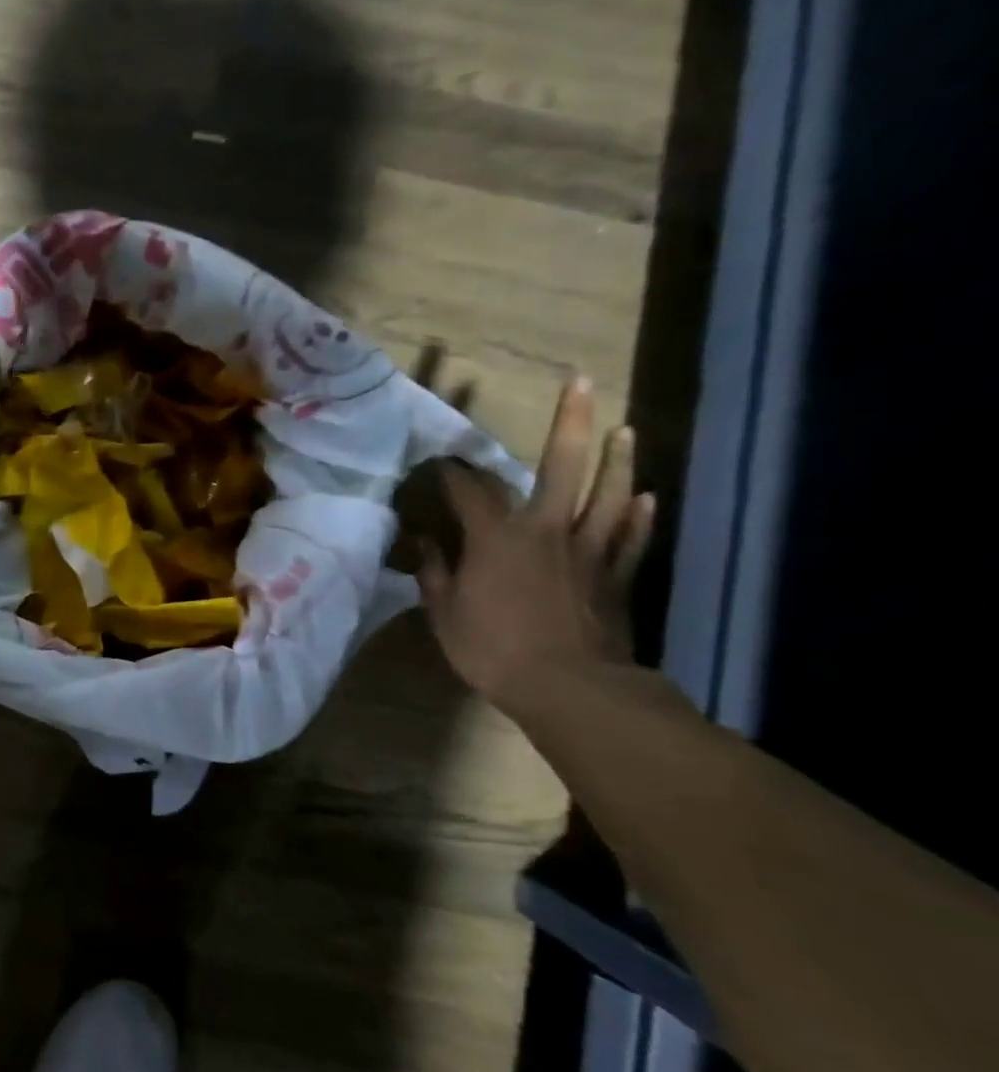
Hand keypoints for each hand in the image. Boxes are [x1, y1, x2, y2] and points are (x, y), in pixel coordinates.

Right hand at [416, 378, 655, 712]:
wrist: (570, 688)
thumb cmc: (494, 650)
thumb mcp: (445, 615)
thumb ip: (434, 574)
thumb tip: (423, 545)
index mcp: (497, 538)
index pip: (469, 490)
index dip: (451, 472)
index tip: (438, 462)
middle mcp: (546, 529)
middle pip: (563, 466)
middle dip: (570, 422)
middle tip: (582, 383)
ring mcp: (589, 550)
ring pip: (611, 494)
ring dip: (619, 460)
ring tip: (625, 430)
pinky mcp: (616, 576)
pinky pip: (631, 538)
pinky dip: (641, 516)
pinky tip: (649, 497)